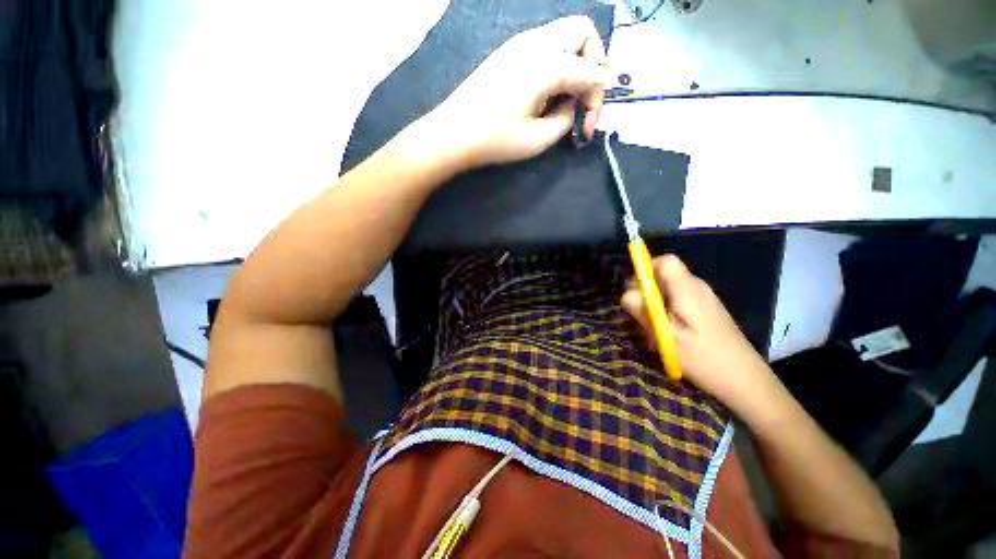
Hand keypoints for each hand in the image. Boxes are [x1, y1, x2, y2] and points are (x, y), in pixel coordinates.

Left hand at [429, 15, 607, 168]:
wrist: (453, 133)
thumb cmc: (495, 140)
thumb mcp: (538, 140)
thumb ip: (566, 120)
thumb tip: (572, 107)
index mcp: (548, 65)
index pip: (592, 72)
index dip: (597, 102)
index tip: (587, 129)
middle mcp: (537, 43)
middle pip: (583, 32)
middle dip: (593, 64)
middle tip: (583, 98)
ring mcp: (520, 43)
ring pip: (564, 34)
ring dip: (575, 62)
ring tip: (565, 98)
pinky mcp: (509, 52)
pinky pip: (545, 45)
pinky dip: (557, 62)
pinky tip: (546, 92)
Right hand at [621, 255, 775, 414]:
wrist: (746, 381)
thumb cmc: (704, 358)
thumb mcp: (666, 336)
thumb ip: (644, 311)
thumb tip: (626, 294)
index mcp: (687, 289)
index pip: (665, 261)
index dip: (646, 268)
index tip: (635, 290)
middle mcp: (697, 287)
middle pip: (664, 275)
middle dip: (647, 291)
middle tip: (642, 316)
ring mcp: (704, 299)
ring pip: (669, 289)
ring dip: (655, 304)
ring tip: (654, 329)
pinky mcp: (706, 310)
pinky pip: (678, 300)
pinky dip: (666, 311)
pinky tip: (668, 333)